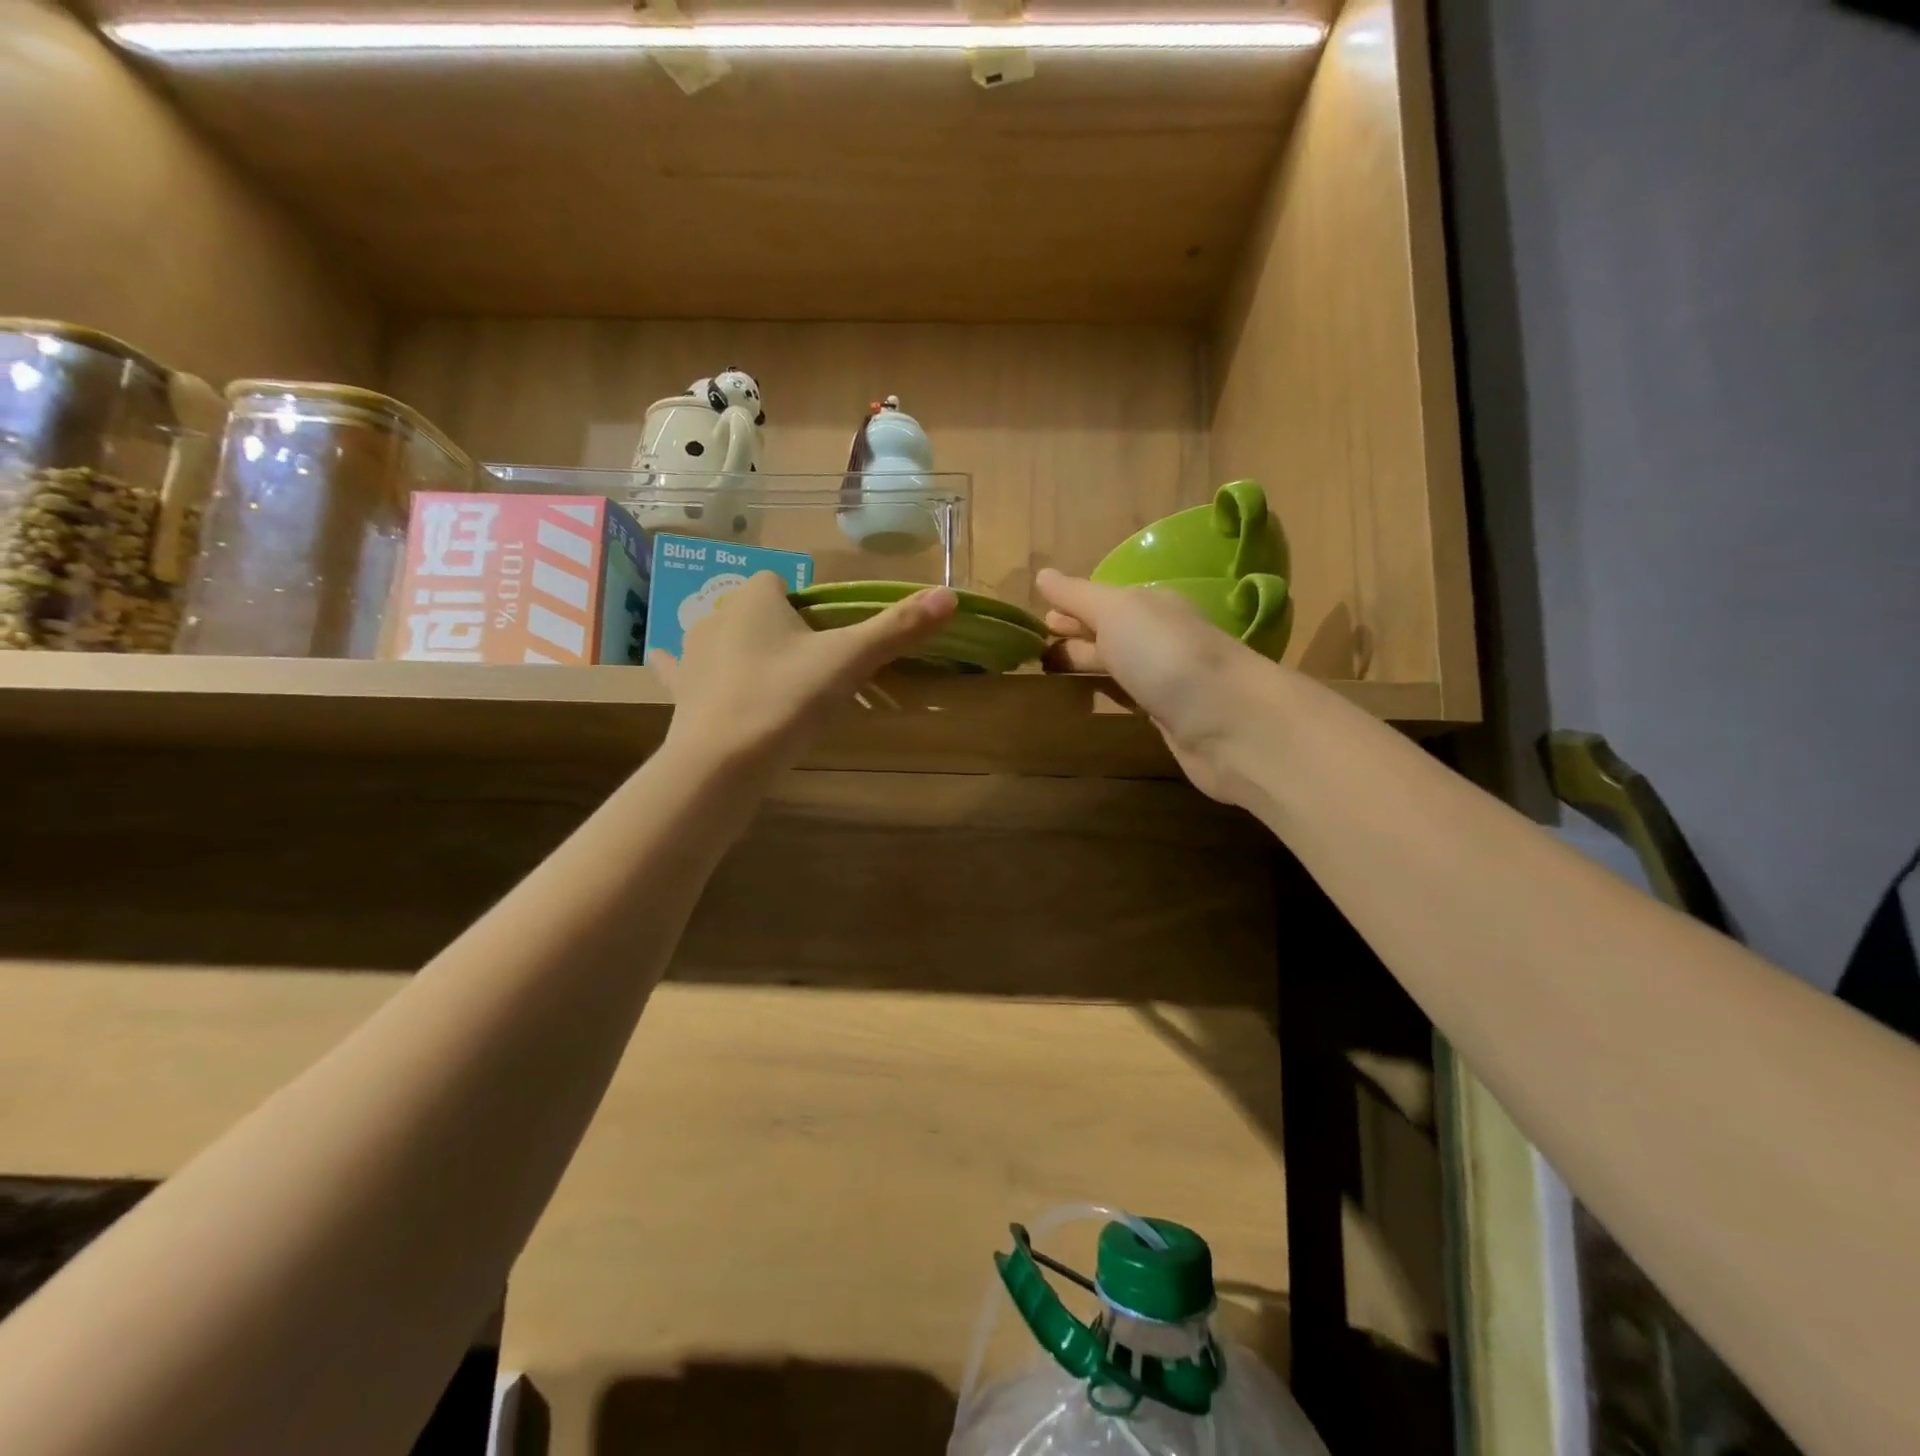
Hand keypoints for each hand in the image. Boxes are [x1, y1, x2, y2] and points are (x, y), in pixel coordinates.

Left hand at [651, 573, 957, 773]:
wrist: (723, 762)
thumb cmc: (786, 699)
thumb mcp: (849, 661)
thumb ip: (897, 628)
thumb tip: (950, 595)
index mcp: (755, 597)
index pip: (785, 583)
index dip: (811, 609)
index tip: (831, 643)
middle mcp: (716, 615)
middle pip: (759, 613)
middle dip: (783, 632)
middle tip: (813, 673)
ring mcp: (692, 653)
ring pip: (726, 639)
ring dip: (745, 652)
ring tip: (774, 687)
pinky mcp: (680, 690)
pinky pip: (682, 670)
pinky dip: (691, 673)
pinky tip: (686, 678)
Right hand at [1037, 568, 1270, 804]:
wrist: (1227, 721)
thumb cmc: (1165, 655)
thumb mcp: (1117, 612)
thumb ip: (1079, 596)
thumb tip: (1043, 574)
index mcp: (1149, 606)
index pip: (1101, 601)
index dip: (1070, 608)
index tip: (1038, 619)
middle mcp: (1159, 637)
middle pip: (1110, 633)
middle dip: (1077, 636)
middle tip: (1038, 648)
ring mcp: (1167, 678)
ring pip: (1120, 665)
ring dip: (1090, 665)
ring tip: (1053, 674)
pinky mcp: (1170, 716)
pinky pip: (1131, 697)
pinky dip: (1110, 693)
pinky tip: (1094, 699)